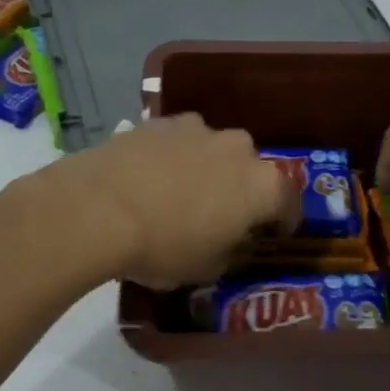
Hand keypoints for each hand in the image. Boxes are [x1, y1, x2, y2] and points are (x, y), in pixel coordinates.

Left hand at [38, 115, 299, 287]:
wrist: (99, 207)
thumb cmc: (163, 246)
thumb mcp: (206, 269)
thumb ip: (229, 250)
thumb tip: (227, 240)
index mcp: (262, 185)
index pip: (289, 202)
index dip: (284, 220)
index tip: (273, 233)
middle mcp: (238, 148)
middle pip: (251, 169)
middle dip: (242, 189)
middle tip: (222, 214)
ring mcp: (198, 128)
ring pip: (214, 150)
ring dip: (207, 168)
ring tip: (181, 193)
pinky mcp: (160, 121)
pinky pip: (178, 141)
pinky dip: (173, 156)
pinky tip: (150, 177)